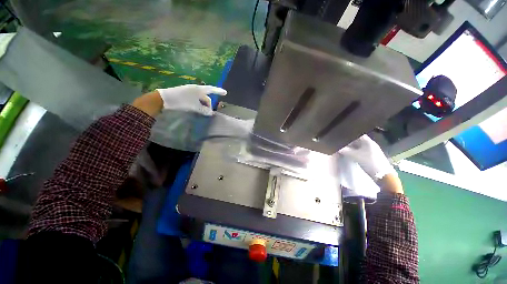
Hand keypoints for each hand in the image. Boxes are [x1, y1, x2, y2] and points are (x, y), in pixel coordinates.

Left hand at [157, 84, 226, 115]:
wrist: (164, 99)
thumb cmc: (181, 101)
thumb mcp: (194, 106)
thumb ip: (203, 110)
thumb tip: (211, 113)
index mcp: (199, 89)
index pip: (212, 90)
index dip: (219, 91)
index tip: (225, 93)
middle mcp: (196, 89)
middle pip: (206, 97)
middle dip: (208, 104)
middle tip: (208, 113)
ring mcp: (190, 91)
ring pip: (201, 99)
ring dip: (203, 105)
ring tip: (202, 112)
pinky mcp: (186, 94)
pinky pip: (196, 99)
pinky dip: (198, 104)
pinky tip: (197, 109)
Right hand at [339, 135, 401, 193]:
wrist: (382, 175)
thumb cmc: (369, 162)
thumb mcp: (355, 156)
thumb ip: (345, 151)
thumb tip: (336, 147)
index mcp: (368, 142)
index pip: (357, 134)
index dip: (349, 134)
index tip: (342, 135)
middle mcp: (370, 144)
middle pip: (358, 140)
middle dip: (349, 141)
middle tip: (341, 142)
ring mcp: (372, 150)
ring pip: (359, 145)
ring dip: (352, 146)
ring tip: (344, 147)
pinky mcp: (371, 156)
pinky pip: (361, 150)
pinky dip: (355, 150)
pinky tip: (351, 153)